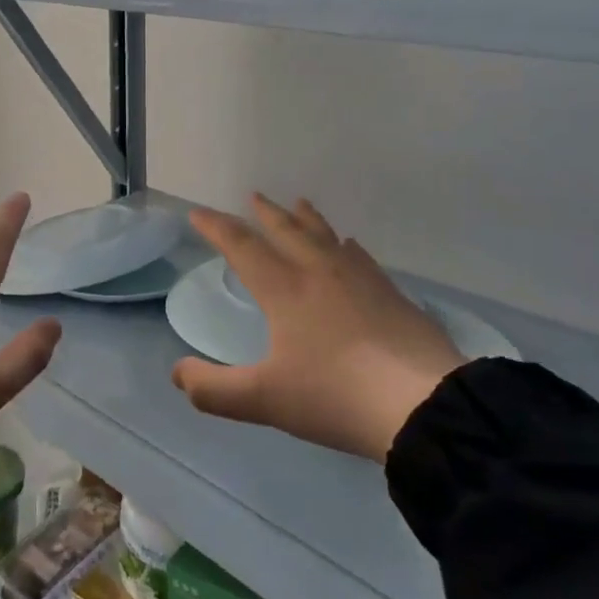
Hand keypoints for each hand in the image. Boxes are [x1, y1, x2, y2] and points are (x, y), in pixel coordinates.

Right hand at [172, 195, 464, 462]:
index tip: (199, 212)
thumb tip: (178, 374)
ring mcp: (360, 279)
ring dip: (306, 219)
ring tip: (299, 203)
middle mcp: (320, 272)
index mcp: (285, 290)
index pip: (243, 247)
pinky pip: (360, 256)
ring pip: (326, 236)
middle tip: (254, 196)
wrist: (420, 402)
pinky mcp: (391, 294)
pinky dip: (345, 245)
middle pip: (287, 231)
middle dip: (265, 213)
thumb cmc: (334, 395)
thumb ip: (214, 389)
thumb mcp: (264, 399)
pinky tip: (350, 247)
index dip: (217, 228)